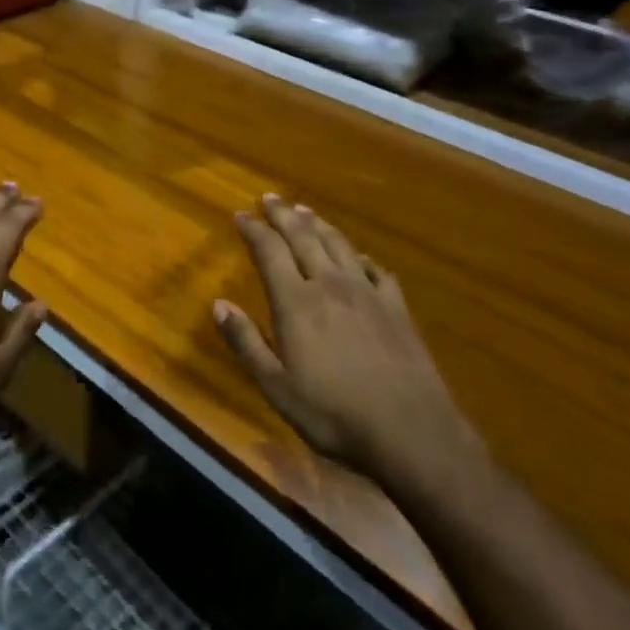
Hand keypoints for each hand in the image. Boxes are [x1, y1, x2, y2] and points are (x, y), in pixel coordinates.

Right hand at [214, 194, 482, 494]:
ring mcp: (368, 293)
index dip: (253, 229)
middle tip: (270, 198)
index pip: (269, 251)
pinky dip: (360, 257)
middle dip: (283, 215)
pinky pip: (375, 270)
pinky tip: (358, 256)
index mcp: (296, 302)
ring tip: (305, 211)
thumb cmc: (333, 414)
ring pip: (339, 245)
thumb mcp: (276, 387)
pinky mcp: (397, 308)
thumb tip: (219, 304)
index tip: (241, 214)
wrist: (411, 431)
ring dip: (319, 225)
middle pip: (303, 238)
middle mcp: (330, 285)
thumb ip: (246, 343)